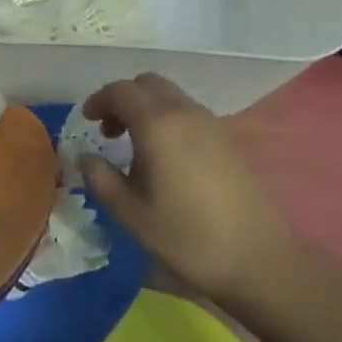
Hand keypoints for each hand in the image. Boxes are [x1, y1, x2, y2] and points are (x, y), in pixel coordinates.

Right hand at [81, 73, 295, 303]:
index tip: (87, 122)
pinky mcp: (227, 139)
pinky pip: (189, 113)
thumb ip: (101, 179)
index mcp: (158, 124)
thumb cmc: (187, 236)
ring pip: (170, 96)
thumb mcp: (132, 213)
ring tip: (135, 148)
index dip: (99, 100)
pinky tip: (166, 158)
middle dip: (123, 99)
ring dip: (146, 109)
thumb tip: (84, 157)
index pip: (121, 91)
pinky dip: (168, 120)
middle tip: (109, 132)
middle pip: (147, 84)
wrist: (257, 258)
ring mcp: (211, 123)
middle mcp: (185, 112)